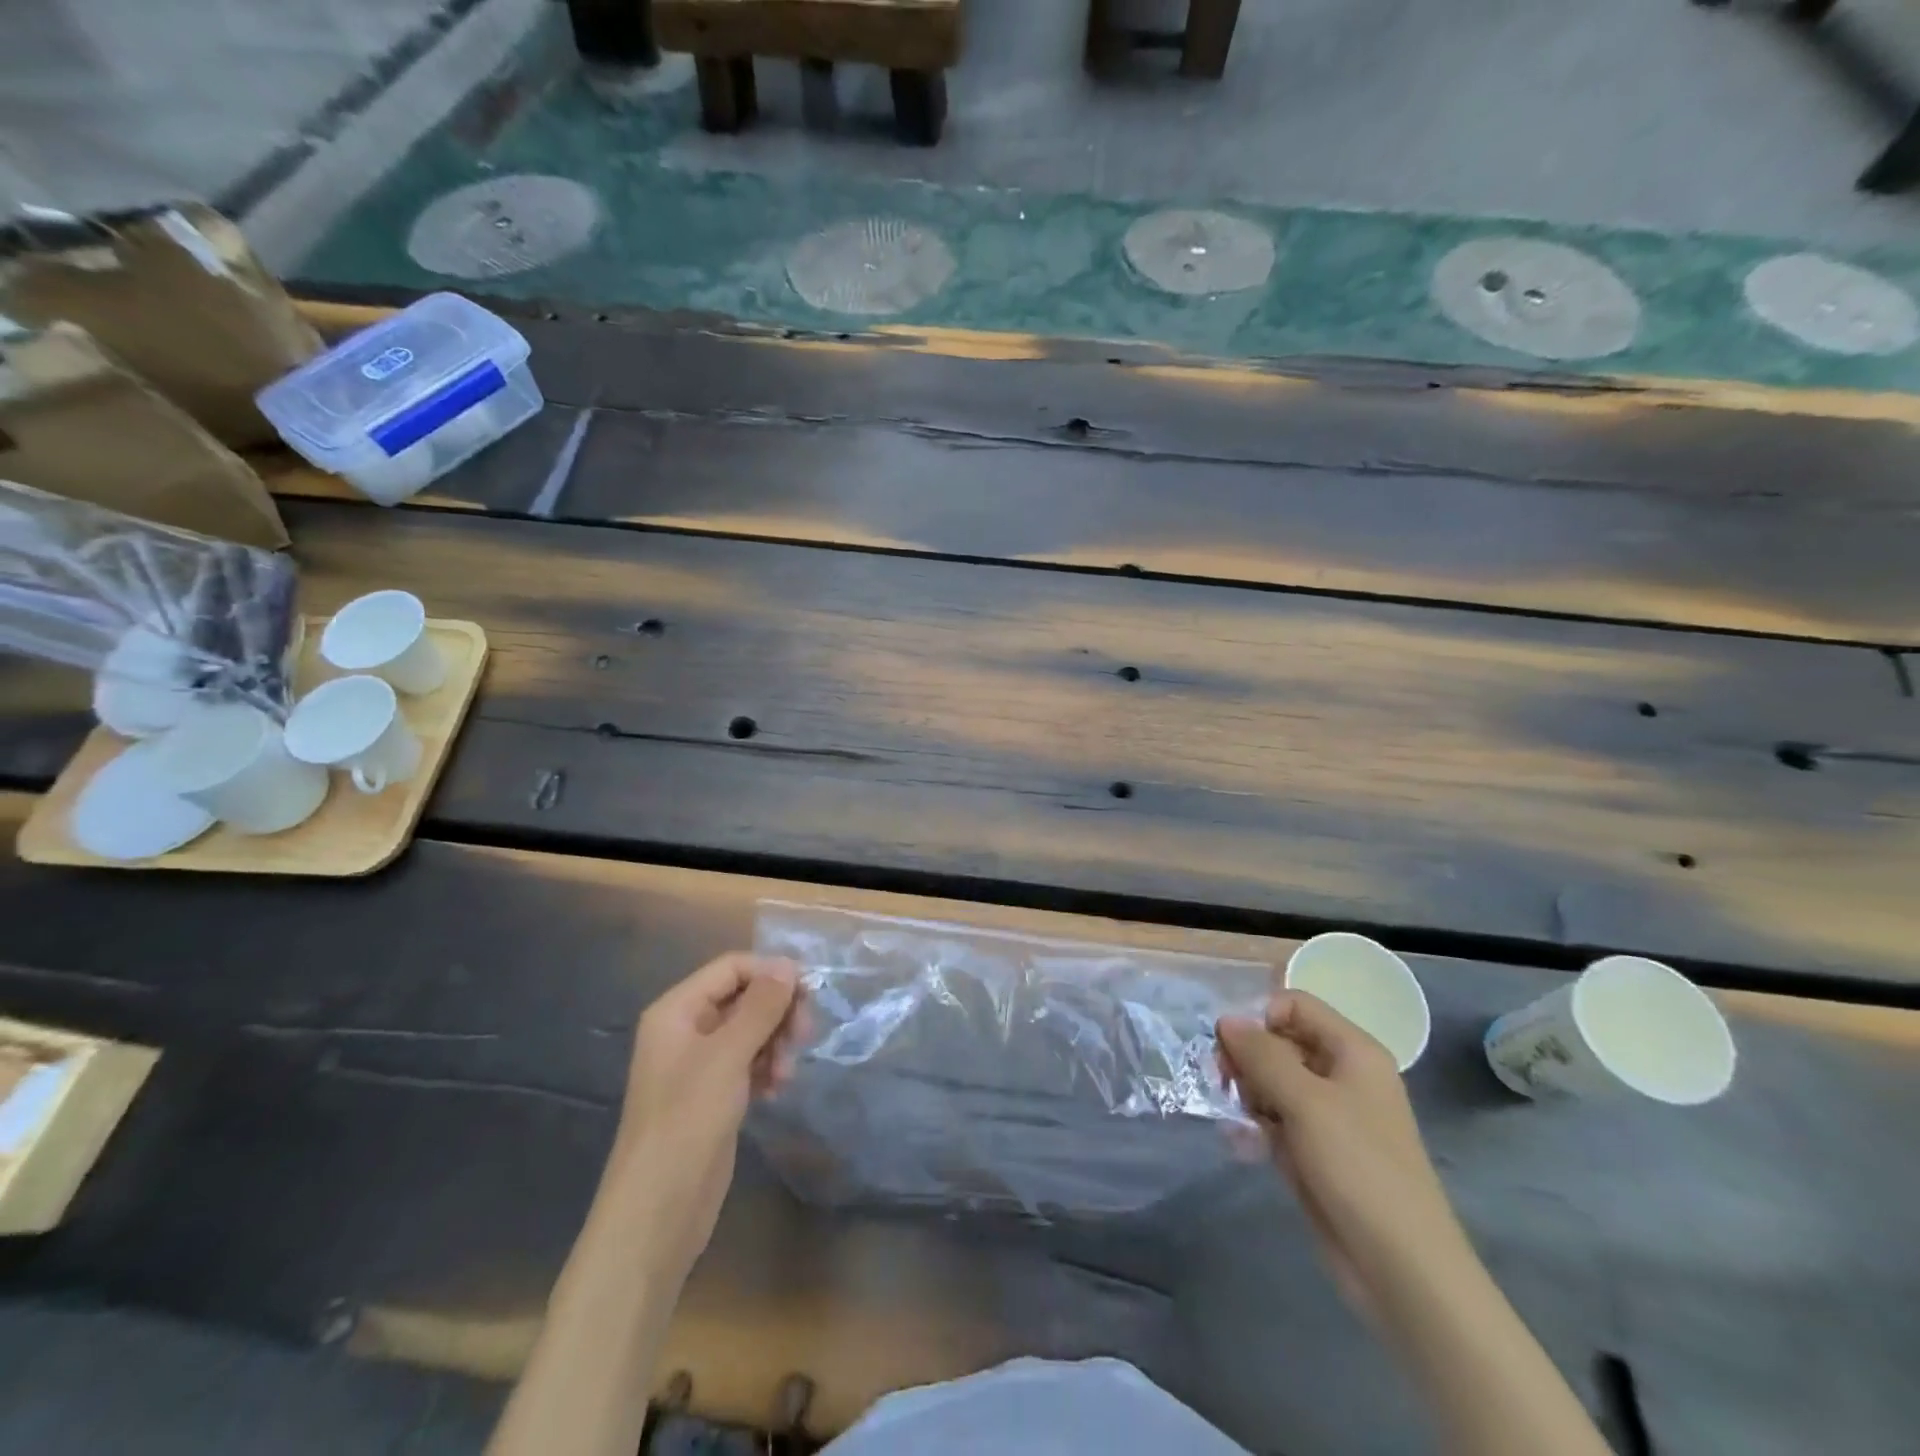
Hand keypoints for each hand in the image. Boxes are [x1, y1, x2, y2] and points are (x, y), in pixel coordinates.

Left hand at [606, 953, 806, 1274]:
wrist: (657, 1210)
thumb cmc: (687, 1121)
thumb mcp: (727, 1056)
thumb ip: (761, 1006)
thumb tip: (787, 964)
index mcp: (677, 1010)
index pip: (732, 968)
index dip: (771, 973)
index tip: (808, 993)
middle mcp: (687, 1029)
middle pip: (745, 997)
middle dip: (778, 1012)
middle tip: (803, 1037)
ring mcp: (700, 1064)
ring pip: (752, 1030)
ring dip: (776, 1043)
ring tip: (786, 1074)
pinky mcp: (714, 1094)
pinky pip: (750, 1062)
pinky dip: (768, 1068)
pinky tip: (777, 1090)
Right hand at [1217, 990, 1471, 1315]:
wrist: (1401, 1269)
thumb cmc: (1358, 1168)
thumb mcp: (1305, 1101)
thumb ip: (1262, 1054)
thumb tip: (1226, 1019)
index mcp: (1352, 1051)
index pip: (1294, 1005)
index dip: (1259, 1016)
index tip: (1229, 1045)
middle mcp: (1342, 1075)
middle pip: (1280, 1042)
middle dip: (1246, 1058)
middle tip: (1222, 1082)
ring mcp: (1329, 1116)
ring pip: (1273, 1082)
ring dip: (1247, 1094)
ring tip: (1237, 1121)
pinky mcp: (1316, 1151)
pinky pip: (1276, 1120)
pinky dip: (1256, 1127)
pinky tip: (1243, 1147)